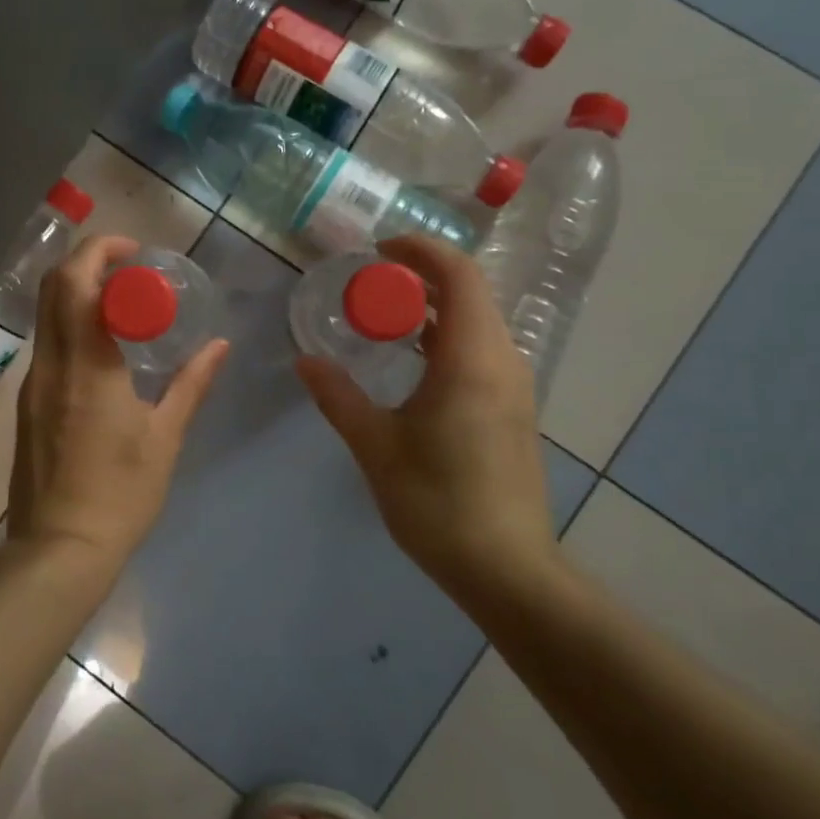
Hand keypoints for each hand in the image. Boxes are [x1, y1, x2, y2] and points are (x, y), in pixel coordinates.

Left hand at [6, 235, 229, 580]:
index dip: (101, 251)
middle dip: (87, 262)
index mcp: (86, 365)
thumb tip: (219, 345)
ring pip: (46, 314)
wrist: (59, 549)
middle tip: (129, 270)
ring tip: (123, 305)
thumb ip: (191, 384)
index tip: (135, 253)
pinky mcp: (27, 404)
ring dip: (78, 293)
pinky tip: (104, 349)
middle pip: (53, 287)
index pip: (76, 282)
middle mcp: (51, 364)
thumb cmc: (120, 494)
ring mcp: (33, 384)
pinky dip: (71, 325)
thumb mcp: (165, 438)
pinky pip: (47, 344)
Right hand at [296, 235, 555, 609]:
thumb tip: (305, 360)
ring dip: (433, 307)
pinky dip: (446, 336)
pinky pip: (481, 349)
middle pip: (470, 293)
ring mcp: (514, 386)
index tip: (379, 250)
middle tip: (371, 282)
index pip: (459, 276)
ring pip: (477, 321)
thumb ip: (338, 396)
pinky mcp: (513, 408)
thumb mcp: (376, 445)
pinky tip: (412, 360)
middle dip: (422, 276)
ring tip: (385, 316)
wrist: (507, 569)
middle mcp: (502, 361)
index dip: (421, 251)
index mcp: (472, 359)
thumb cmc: (438, 502)